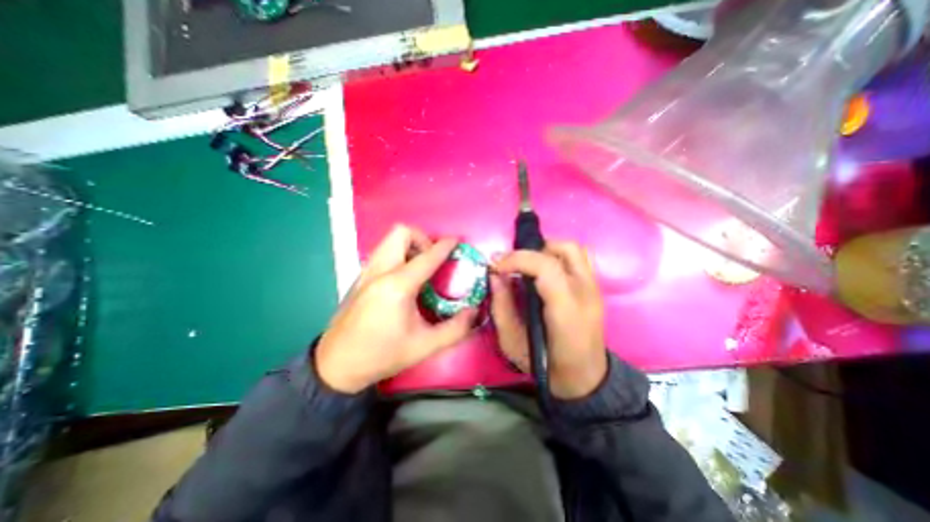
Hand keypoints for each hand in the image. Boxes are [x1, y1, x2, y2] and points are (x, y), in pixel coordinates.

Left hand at [318, 224, 479, 391]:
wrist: (338, 365)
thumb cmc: (382, 355)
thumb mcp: (424, 346)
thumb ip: (455, 329)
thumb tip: (474, 311)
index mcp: (397, 286)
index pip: (427, 256)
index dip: (445, 245)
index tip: (457, 241)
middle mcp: (380, 271)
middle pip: (401, 233)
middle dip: (422, 239)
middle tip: (433, 259)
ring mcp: (367, 272)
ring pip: (390, 239)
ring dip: (409, 245)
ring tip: (421, 267)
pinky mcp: (361, 277)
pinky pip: (383, 251)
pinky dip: (399, 253)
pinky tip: (405, 277)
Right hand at [490, 240, 606, 398]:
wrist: (584, 377)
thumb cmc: (546, 364)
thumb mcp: (512, 343)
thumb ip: (501, 307)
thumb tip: (495, 276)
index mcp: (566, 310)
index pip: (546, 267)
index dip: (518, 259)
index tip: (497, 266)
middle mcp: (585, 292)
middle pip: (563, 249)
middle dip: (531, 252)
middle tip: (512, 266)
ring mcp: (594, 287)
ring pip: (573, 248)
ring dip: (546, 249)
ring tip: (529, 266)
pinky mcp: (595, 287)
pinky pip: (578, 257)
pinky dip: (558, 255)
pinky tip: (544, 272)